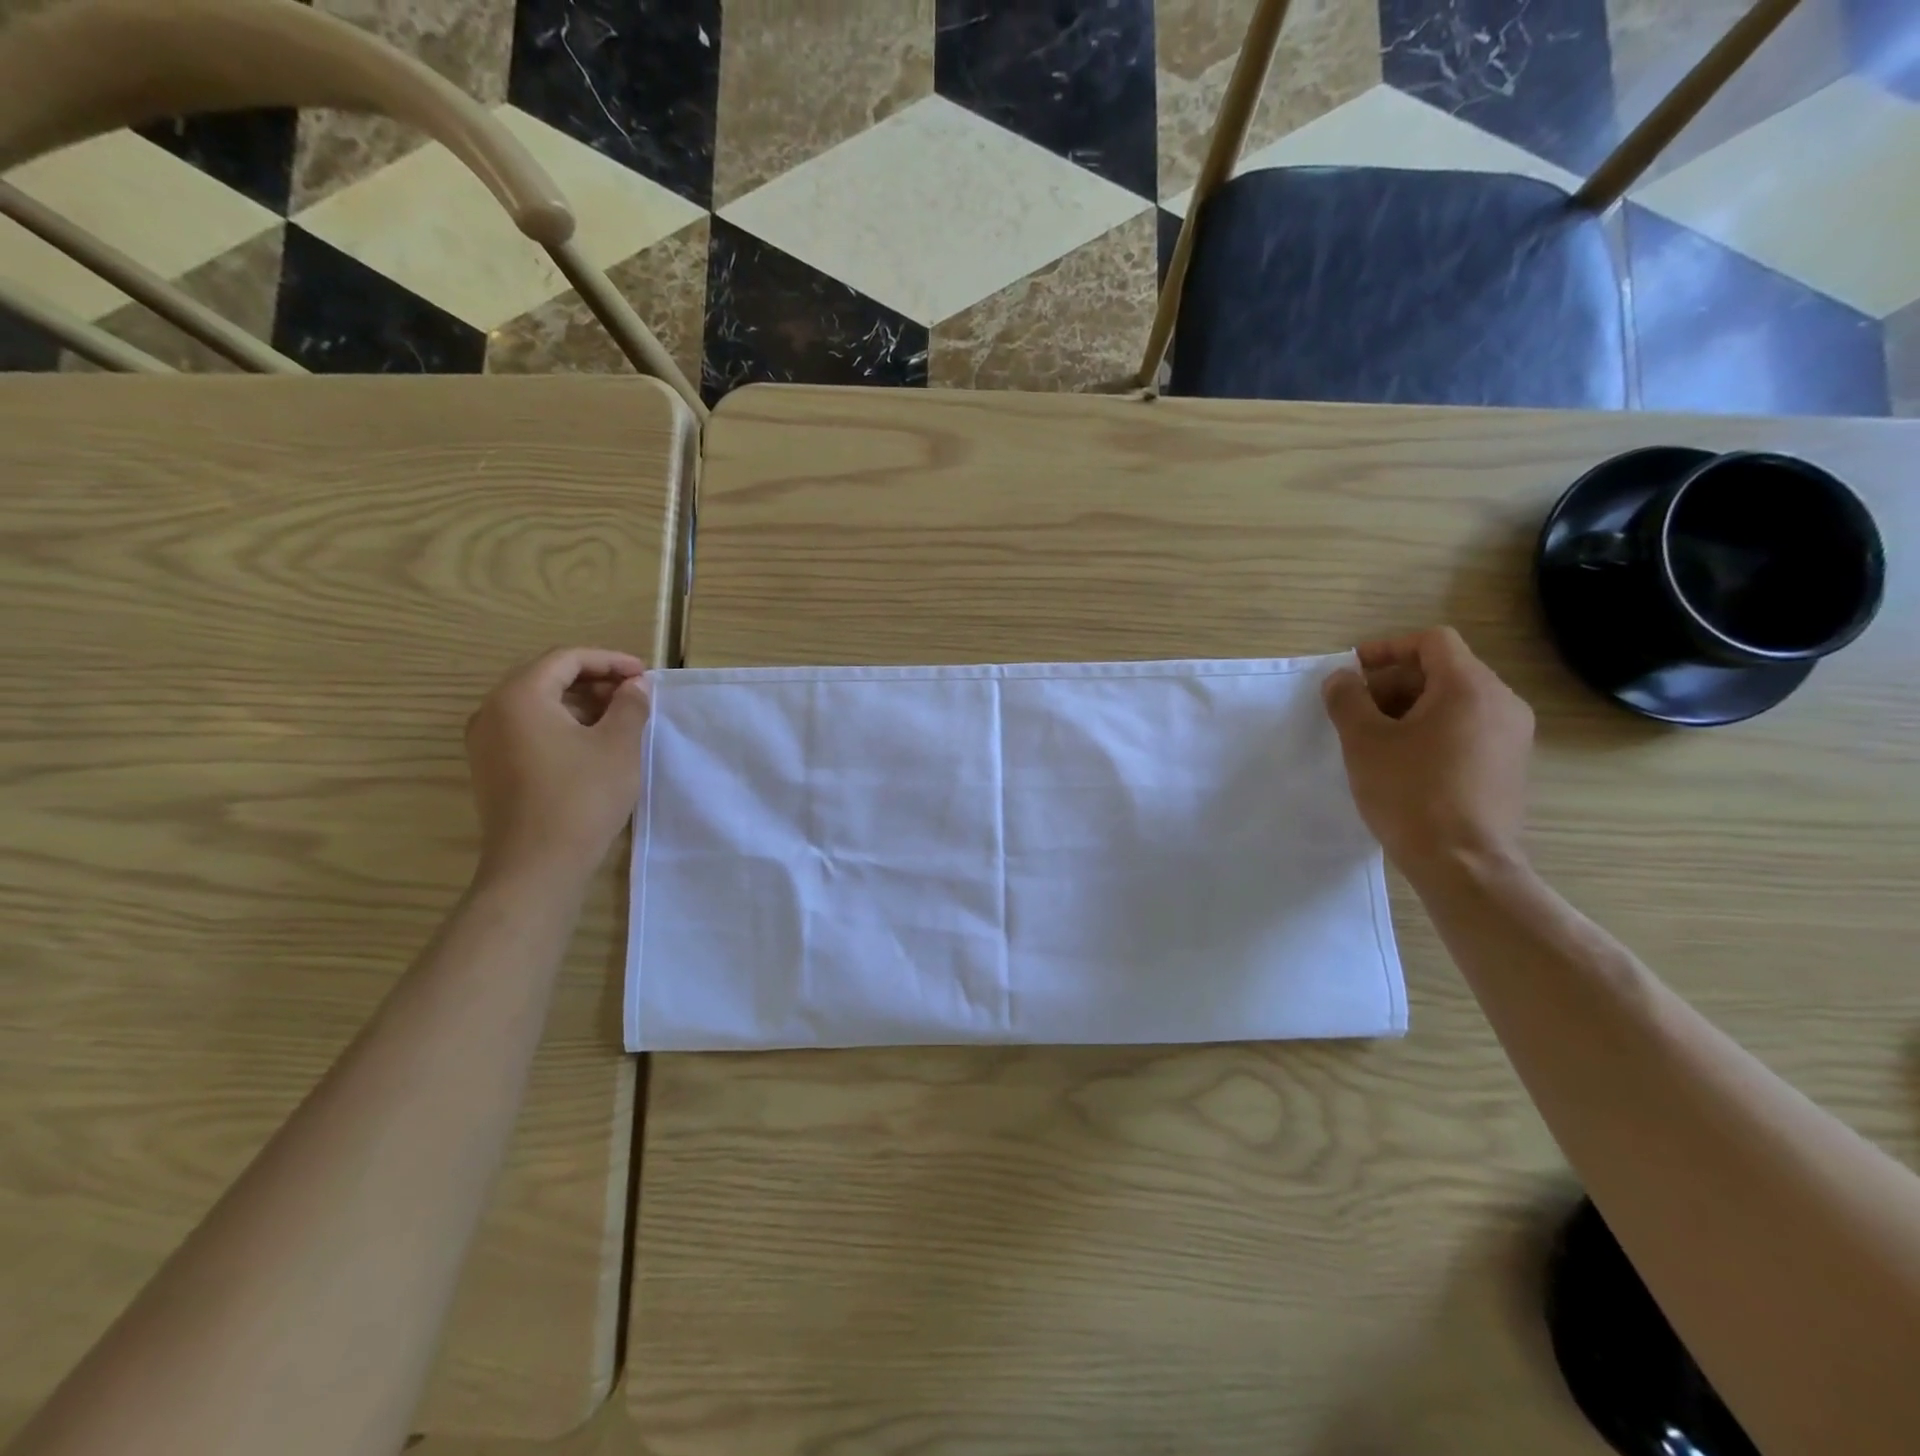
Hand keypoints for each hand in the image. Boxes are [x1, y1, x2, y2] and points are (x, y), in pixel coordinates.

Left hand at [465, 647, 650, 886]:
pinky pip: (527, 728)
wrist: (537, 865)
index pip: (566, 659)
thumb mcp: (618, 745)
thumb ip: (629, 706)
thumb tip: (634, 687)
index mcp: (519, 696)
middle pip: (546, 677)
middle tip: (633, 693)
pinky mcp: (491, 767)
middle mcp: (492, 711)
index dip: (609, 661)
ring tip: (619, 717)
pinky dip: (561, 724)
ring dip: (579, 703)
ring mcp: (486, 741)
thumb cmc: (582, 797)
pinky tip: (591, 743)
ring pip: (537, 704)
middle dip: (594, 679)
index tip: (643, 675)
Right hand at [1322, 627, 1534, 878]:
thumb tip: (1342, 679)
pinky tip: (1404, 764)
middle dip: (1393, 683)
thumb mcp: (1364, 742)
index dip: (1387, 649)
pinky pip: (1468, 730)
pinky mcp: (1510, 766)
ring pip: (1455, 702)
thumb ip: (1347, 699)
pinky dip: (1433, 732)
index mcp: (1469, 687)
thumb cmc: (1410, 793)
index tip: (1353, 672)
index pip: (1431, 642)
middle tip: (1355, 710)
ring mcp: (1513, 736)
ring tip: (1374, 740)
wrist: (1464, 864)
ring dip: (1410, 709)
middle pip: (1443, 670)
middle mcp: (1502, 702)